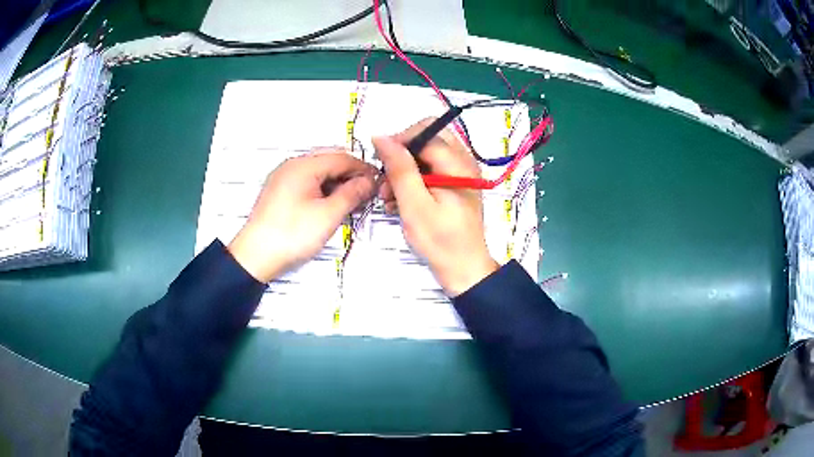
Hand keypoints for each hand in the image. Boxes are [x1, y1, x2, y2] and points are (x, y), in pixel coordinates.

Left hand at [228, 150, 376, 282]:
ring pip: (318, 173)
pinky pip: (307, 183)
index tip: (378, 182)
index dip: (363, 169)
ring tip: (351, 201)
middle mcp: (292, 166)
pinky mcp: (280, 192)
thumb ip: (351, 194)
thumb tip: (368, 182)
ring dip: (337, 183)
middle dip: (350, 175)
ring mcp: (284, 178)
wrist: (255, 256)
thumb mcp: (328, 215)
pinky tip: (331, 205)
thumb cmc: (290, 235)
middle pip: (329, 162)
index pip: (342, 158)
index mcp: (303, 165)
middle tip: (367, 193)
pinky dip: (323, 190)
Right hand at [373, 119, 498, 296]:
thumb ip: (399, 168)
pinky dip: (413, 181)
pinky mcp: (455, 185)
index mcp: (458, 163)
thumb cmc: (440, 241)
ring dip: (405, 170)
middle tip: (386, 179)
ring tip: (389, 197)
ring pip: (427, 154)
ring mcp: (460, 173)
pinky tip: (400, 202)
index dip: (399, 141)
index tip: (380, 163)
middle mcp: (463, 161)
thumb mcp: (414, 205)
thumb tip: (381, 137)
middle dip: (402, 154)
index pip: (425, 131)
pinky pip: (431, 170)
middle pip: (427, 138)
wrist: (464, 270)